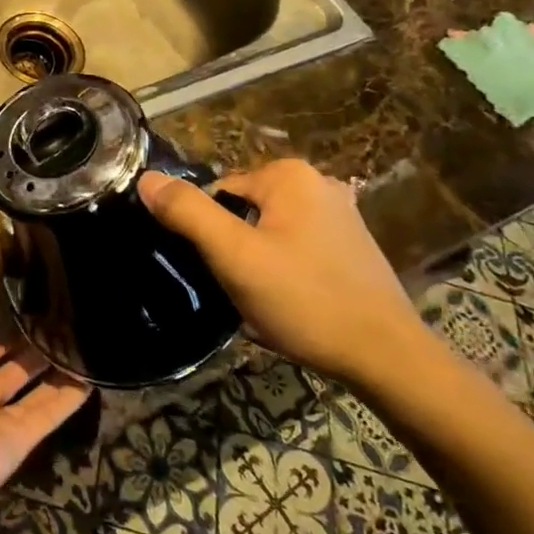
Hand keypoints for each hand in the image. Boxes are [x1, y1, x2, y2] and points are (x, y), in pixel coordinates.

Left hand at [0, 245, 91, 515]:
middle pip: (13, 358)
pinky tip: (95, 376)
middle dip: (38, 338)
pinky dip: (69, 398)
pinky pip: (49, 413)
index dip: (10, 309)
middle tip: (74, 310)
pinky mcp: (21, 440)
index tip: (41, 285)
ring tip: (90, 337)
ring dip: (58, 366)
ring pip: (34, 385)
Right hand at [138, 160, 426, 386]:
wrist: (387, 358)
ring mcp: (339, 214)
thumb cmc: (305, 300)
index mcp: (288, 174)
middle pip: (242, 210)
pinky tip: (289, 301)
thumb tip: (147, 178)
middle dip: (232, 247)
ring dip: (255, 261)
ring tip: (263, 299)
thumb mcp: (234, 256)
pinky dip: (282, 269)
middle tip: (239, 287)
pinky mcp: (351, 245)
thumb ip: (187, 212)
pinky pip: (293, 246)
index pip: (217, 193)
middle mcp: (317, 182)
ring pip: (266, 231)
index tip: (217, 270)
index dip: (207, 233)